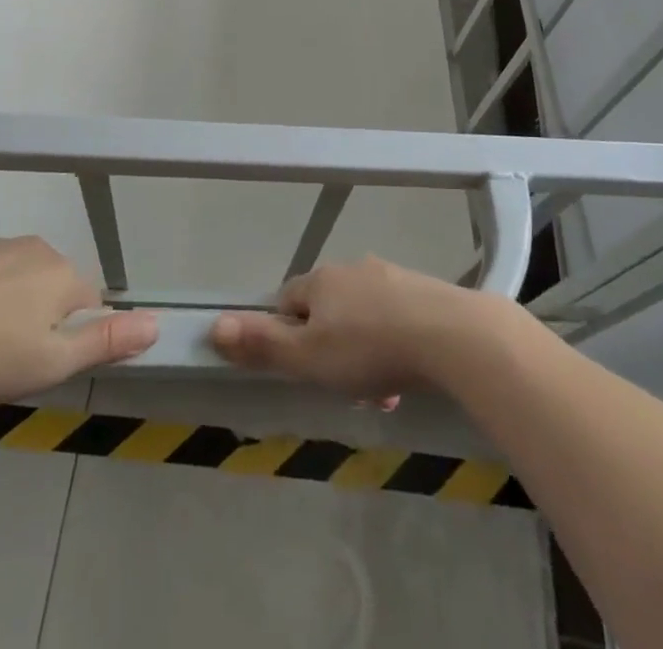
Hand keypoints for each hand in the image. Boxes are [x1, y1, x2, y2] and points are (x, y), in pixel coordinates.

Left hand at [0, 234, 157, 402]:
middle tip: (0, 354)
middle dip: (34, 313)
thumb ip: (104, 342)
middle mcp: (36, 248)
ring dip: (1, 298)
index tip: (35, 360)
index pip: (87, 302)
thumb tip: (157, 323)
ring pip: (12, 273)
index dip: (66, 335)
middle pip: (49, 284)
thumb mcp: (49, 364)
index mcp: (62, 276)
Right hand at [209, 257, 519, 398]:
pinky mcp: (421, 292)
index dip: (286, 333)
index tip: (299, 367)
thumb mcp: (308, 357)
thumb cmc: (369, 348)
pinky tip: (404, 379)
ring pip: (362, 317)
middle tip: (339, 385)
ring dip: (362, 352)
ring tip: (377, 392)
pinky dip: (392, 347)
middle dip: (328, 348)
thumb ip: (262, 344)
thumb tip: (213, 325)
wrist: (449, 334)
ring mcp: (390, 277)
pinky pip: (395, 319)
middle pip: (327, 309)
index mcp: (321, 280)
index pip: (287, 299)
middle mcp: (353, 270)